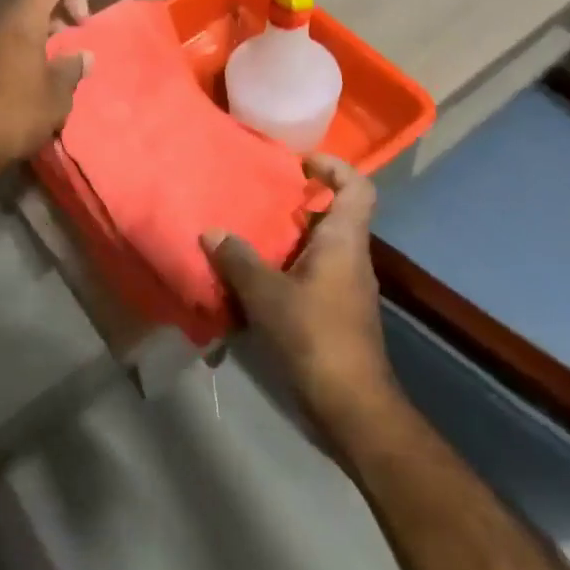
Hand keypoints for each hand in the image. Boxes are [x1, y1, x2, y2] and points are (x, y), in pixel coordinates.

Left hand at [0, 0, 91, 189]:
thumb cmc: (12, 115)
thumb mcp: (55, 98)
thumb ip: (72, 70)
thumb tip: (83, 56)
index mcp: (20, 16)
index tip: (81, 26)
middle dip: (54, 14)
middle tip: (68, 45)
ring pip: (10, 18)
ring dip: (33, 34)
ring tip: (47, 67)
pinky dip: (14, 49)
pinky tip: (22, 83)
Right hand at [202, 155, 398, 430]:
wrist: (352, 406)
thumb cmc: (314, 336)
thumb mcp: (266, 294)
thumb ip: (238, 259)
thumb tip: (212, 232)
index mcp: (344, 241)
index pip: (357, 187)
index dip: (333, 167)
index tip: (299, 163)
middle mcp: (351, 257)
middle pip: (333, 215)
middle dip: (297, 203)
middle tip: (258, 198)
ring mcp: (346, 287)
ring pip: (319, 246)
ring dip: (287, 238)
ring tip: (247, 234)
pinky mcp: (336, 313)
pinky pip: (312, 274)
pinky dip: (286, 268)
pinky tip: (254, 280)